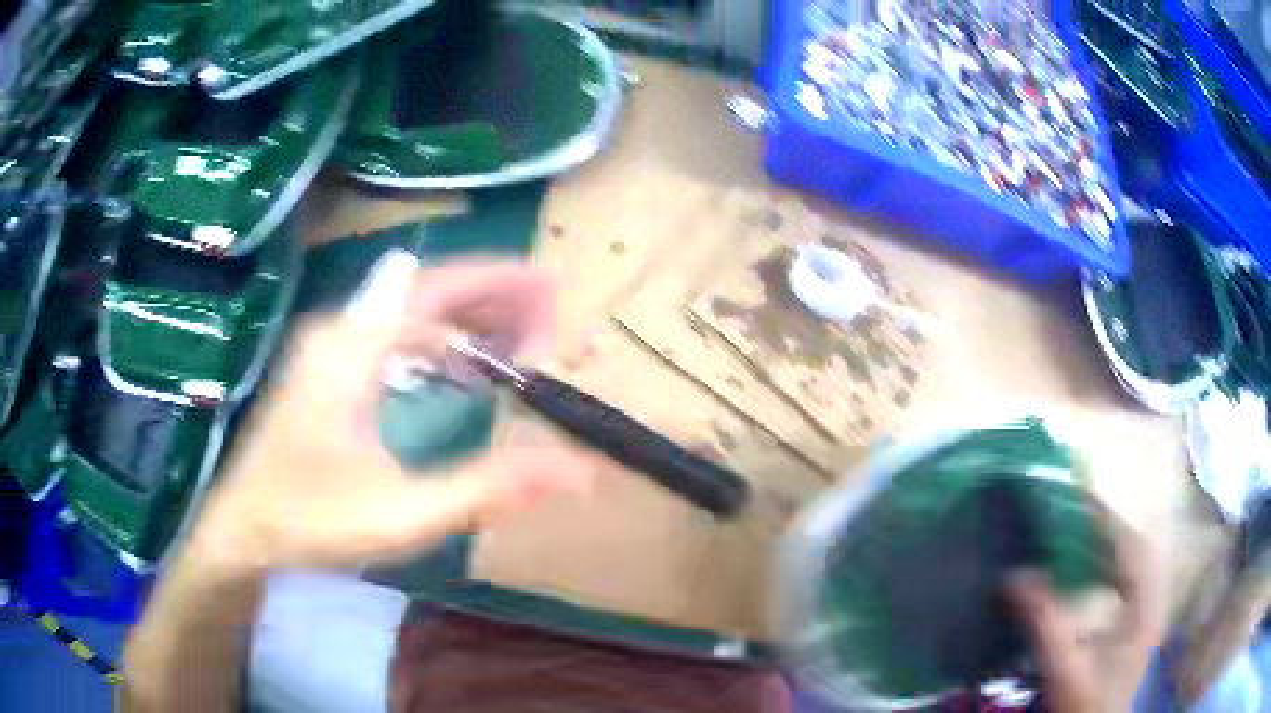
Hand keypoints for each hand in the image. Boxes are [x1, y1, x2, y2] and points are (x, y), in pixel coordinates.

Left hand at [191, 261, 595, 571]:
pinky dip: (440, 345)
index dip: (500, 285)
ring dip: (469, 321)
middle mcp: (341, 332)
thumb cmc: (311, 520)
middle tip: (553, 319)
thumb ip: (489, 487)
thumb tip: (577, 469)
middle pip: (428, 290)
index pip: (437, 287)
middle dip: (494, 298)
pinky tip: (466, 371)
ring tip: (523, 340)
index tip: (555, 295)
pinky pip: (395, 338)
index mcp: (352, 347)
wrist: (243, 531)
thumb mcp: (404, 512)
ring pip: (411, 312)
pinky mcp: (330, 372)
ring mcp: (332, 349)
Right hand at [1005, 500, 1163, 712]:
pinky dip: (1111, 571)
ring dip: (1110, 549)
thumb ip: (1044, 621)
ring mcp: (1148, 616)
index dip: (1107, 519)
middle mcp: (1153, 603)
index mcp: (1145, 607)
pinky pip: (1129, 586)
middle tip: (1073, 518)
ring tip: (1079, 540)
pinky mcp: (1138, 629)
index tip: (1075, 498)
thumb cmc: (1085, 705)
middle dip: (1108, 530)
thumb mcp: (1064, 668)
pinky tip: (1091, 579)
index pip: (1132, 547)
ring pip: (1136, 567)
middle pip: (1138, 550)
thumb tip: (1013, 576)